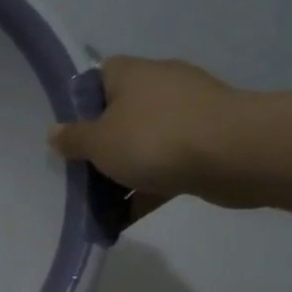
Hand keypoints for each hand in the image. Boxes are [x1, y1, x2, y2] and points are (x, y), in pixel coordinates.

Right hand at [47, 57, 252, 214]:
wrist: (236, 155)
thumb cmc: (154, 139)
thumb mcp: (97, 142)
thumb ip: (73, 139)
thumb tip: (56, 131)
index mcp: (132, 75)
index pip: (98, 76)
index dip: (79, 103)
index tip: (67, 133)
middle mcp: (161, 86)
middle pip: (120, 113)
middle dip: (101, 144)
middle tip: (79, 172)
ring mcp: (189, 114)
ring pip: (143, 143)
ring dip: (124, 170)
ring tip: (100, 203)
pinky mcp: (208, 143)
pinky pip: (166, 166)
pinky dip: (147, 188)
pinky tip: (126, 217)